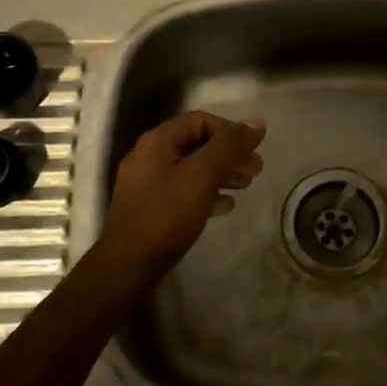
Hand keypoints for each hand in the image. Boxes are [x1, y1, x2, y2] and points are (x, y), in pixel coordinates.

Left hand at [98, 111, 265, 275]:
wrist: (129, 265)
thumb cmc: (167, 214)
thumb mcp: (203, 175)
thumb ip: (229, 145)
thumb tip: (257, 122)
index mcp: (158, 141)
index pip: (200, 120)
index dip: (230, 130)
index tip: (252, 149)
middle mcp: (149, 156)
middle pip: (197, 144)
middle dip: (229, 154)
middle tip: (256, 170)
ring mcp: (147, 183)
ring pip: (192, 168)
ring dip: (222, 173)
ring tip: (246, 185)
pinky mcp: (150, 208)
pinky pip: (183, 190)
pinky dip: (207, 192)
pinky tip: (226, 205)